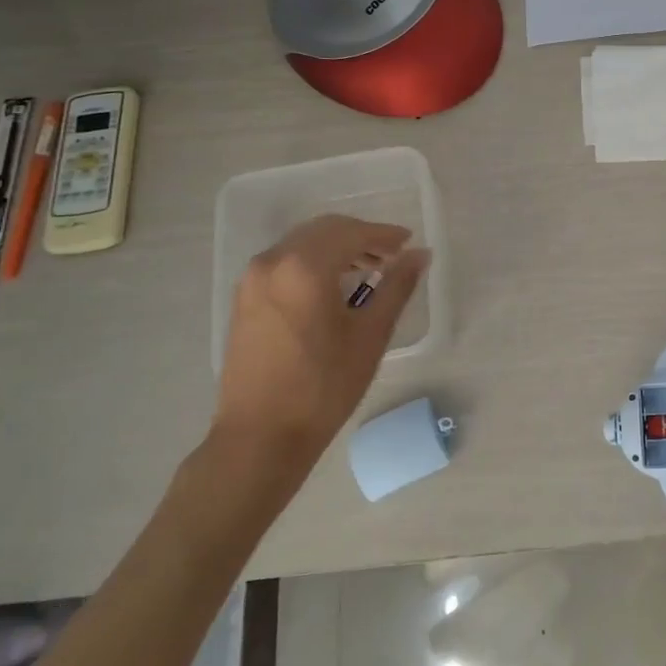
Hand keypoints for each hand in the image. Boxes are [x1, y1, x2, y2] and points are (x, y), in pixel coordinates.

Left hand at [211, 215, 427, 481]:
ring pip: (302, 244)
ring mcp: (252, 279)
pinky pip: (284, 262)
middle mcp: (272, 262)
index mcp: (304, 267)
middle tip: (392, 256)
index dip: (385, 235)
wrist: (261, 434)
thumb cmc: (324, 386)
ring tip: (368, 271)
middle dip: (361, 237)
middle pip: (324, 230)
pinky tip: (333, 287)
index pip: (352, 233)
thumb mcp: (371, 334)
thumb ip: (397, 286)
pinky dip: (313, 262)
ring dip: (337, 248)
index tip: (409, 243)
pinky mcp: (244, 298)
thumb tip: (420, 255)